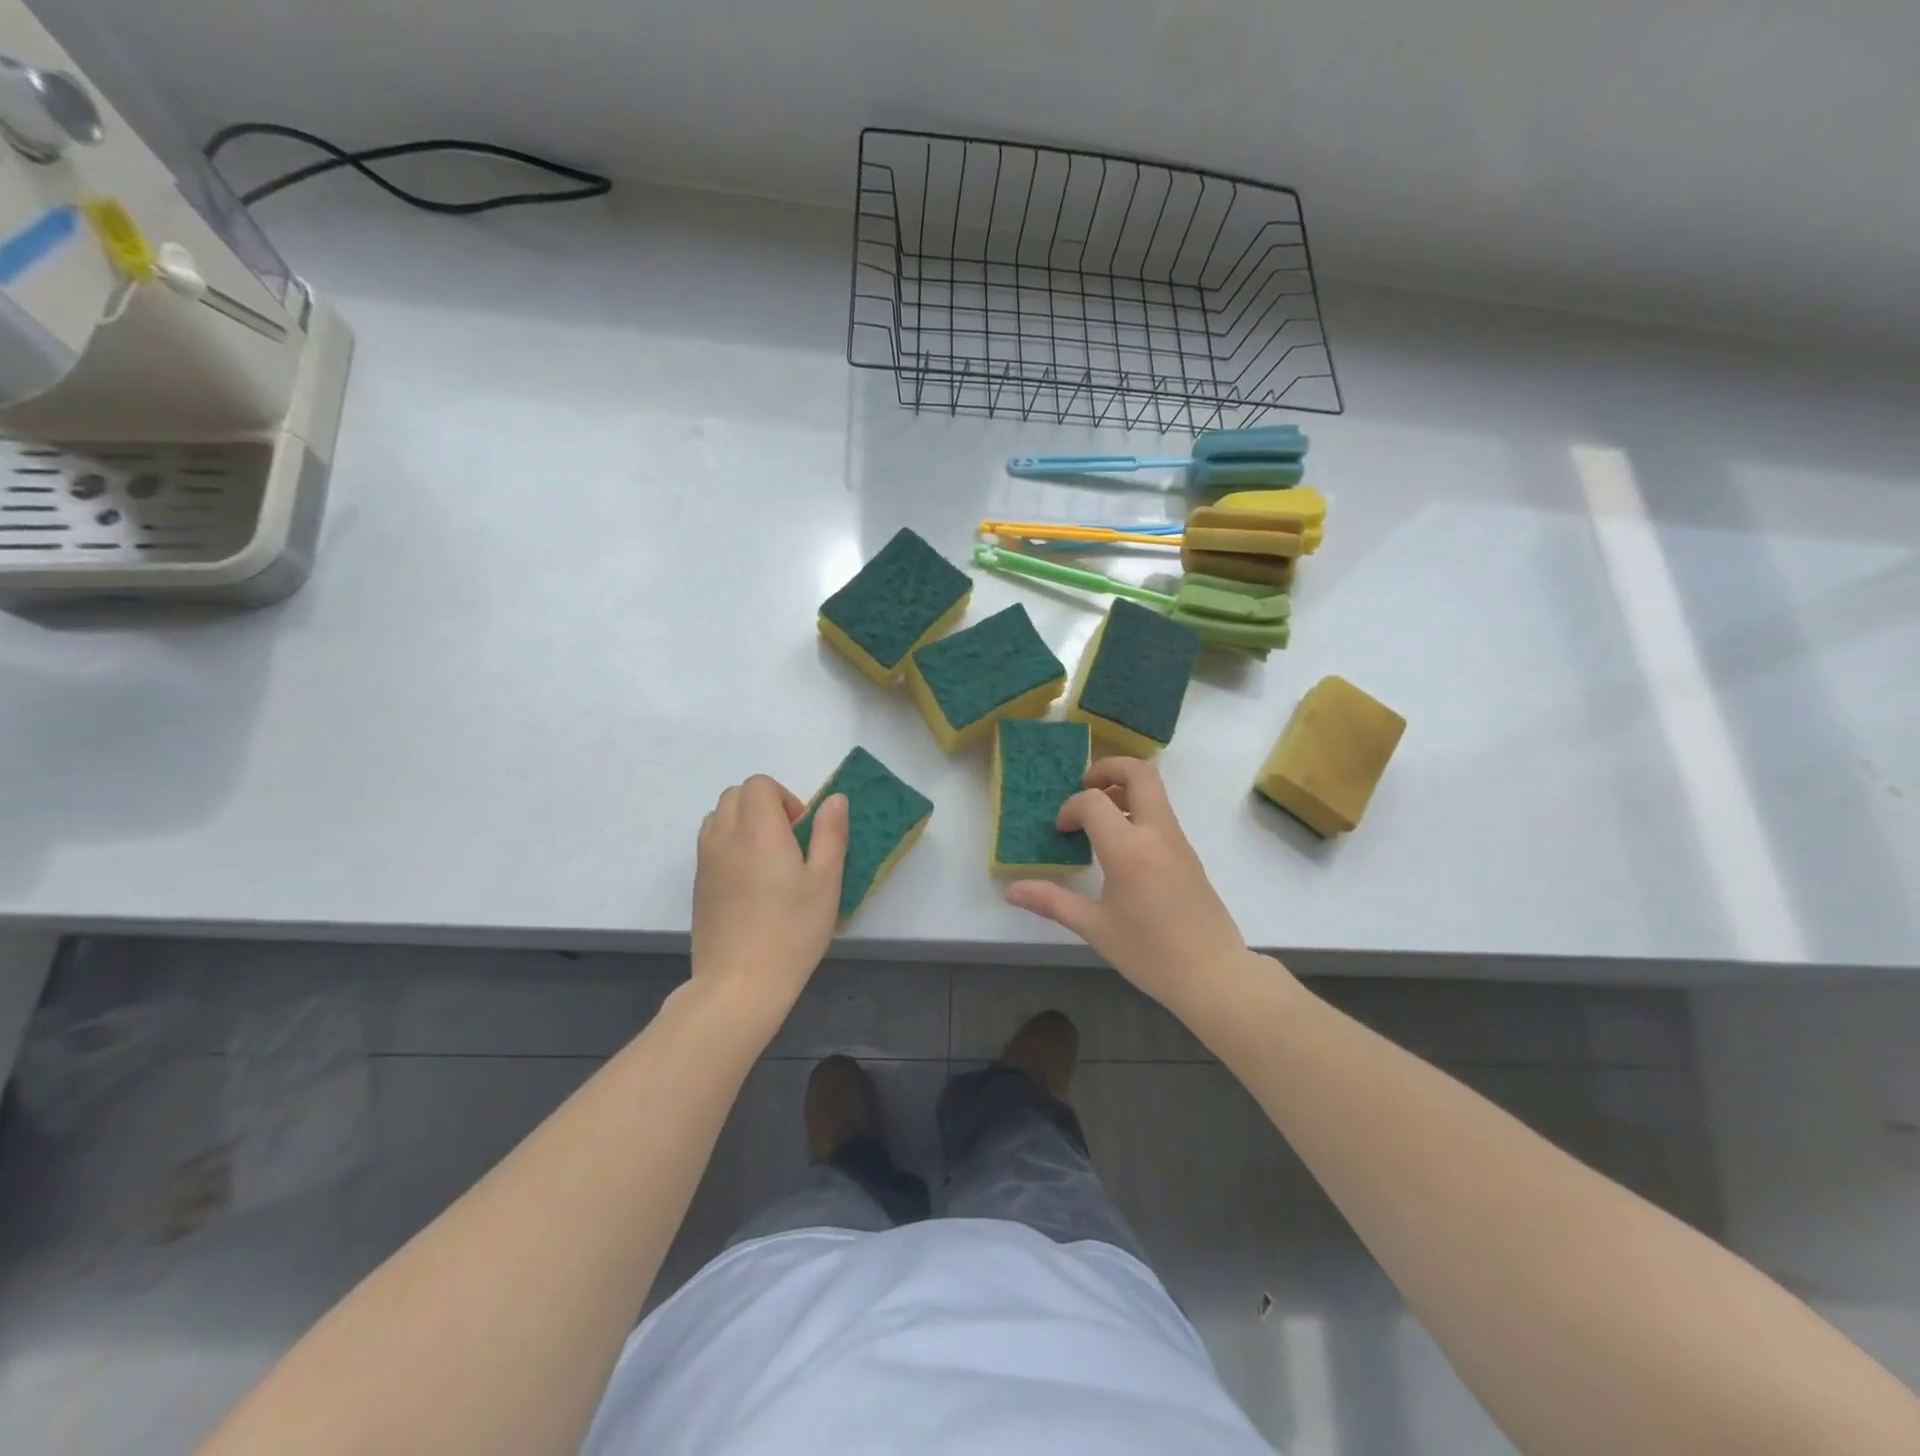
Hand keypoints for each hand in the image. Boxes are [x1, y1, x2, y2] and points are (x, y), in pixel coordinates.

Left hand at [692, 775, 847, 1012]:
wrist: (739, 983)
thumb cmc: (791, 930)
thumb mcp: (826, 881)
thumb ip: (831, 833)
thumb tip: (834, 799)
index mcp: (758, 829)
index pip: (759, 784)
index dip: (784, 797)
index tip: (802, 830)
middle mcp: (724, 836)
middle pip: (736, 794)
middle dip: (764, 805)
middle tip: (789, 842)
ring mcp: (705, 860)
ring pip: (719, 817)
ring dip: (743, 822)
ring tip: (768, 860)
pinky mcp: (697, 884)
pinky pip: (710, 844)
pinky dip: (729, 844)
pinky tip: (751, 883)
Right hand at [1007, 757, 1251, 1013]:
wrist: (1213, 974)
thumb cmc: (1149, 952)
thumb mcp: (1094, 927)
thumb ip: (1052, 901)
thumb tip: (1012, 891)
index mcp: (1128, 849)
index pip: (1093, 802)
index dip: (1070, 808)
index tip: (1062, 831)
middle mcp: (1156, 833)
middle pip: (1139, 773)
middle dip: (1108, 768)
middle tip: (1085, 786)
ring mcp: (1177, 840)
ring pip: (1154, 790)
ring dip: (1124, 788)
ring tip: (1099, 815)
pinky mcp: (1188, 853)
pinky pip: (1161, 813)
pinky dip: (1138, 809)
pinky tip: (1120, 844)